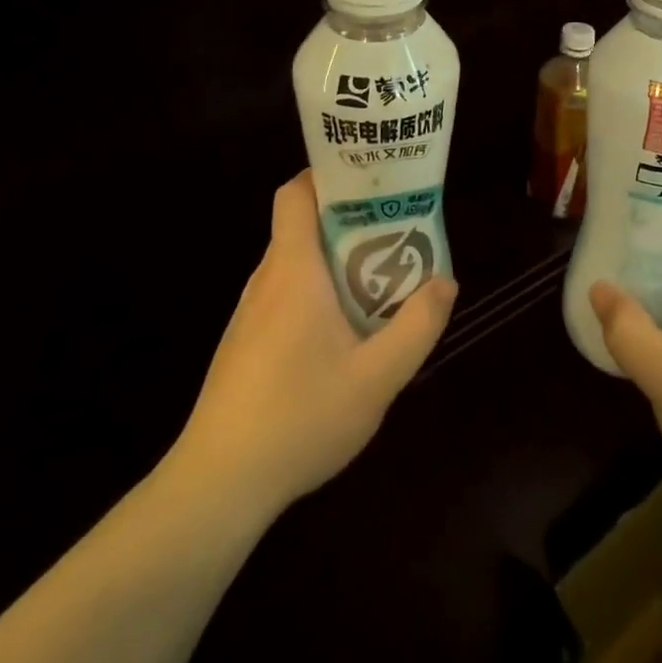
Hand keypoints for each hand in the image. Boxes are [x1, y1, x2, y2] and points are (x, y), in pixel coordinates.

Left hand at [165, 171, 456, 516]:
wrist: (216, 487)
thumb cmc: (298, 418)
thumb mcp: (376, 378)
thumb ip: (417, 326)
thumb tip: (445, 281)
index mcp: (292, 270)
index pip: (295, 193)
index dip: (328, 175)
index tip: (370, 182)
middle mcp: (267, 280)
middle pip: (302, 225)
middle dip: (349, 221)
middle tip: (395, 231)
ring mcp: (250, 314)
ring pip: (295, 264)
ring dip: (335, 261)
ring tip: (379, 279)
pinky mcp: (244, 344)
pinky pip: (285, 296)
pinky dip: (317, 294)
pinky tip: (344, 334)